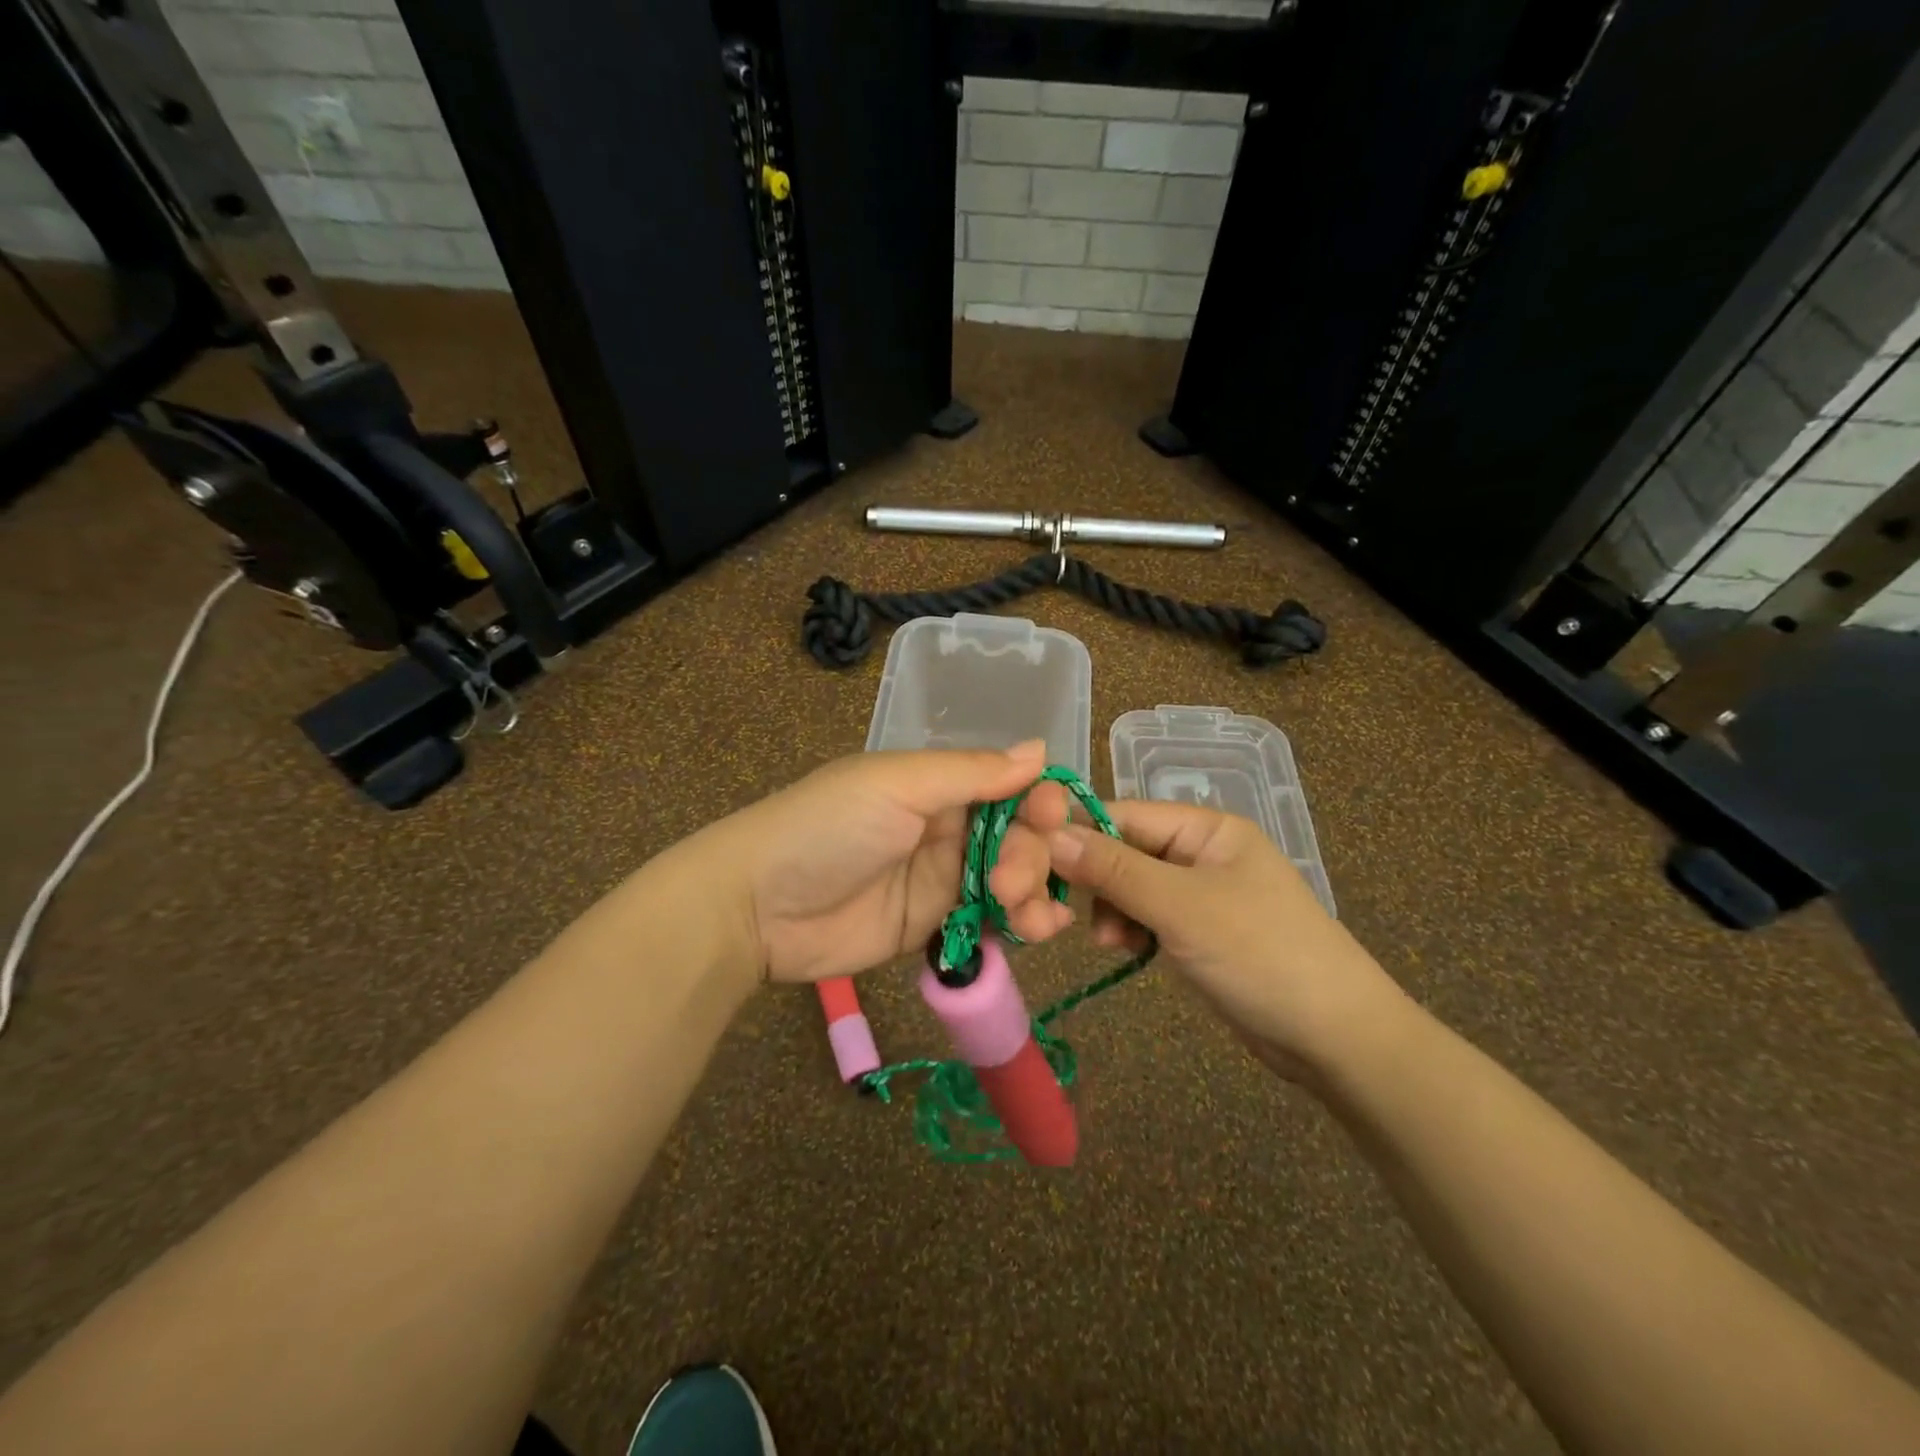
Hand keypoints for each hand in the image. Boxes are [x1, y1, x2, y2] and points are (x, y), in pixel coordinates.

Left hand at [684, 741, 1072, 984]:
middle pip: (1016, 836)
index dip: (1037, 800)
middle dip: (1030, 856)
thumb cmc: (828, 827)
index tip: (1051, 818)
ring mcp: (940, 879)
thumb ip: (971, 773)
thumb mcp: (897, 785)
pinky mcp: (933, 925)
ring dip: (1033, 892)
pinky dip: (1020, 922)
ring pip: (1010, 879)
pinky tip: (1038, 930)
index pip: (1008, 786)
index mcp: (937, 784)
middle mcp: (945, 827)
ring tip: (1030, 917)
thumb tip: (1040, 749)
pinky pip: (989, 919)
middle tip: (1010, 882)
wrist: (758, 906)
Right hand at [1040, 801, 1402, 1076]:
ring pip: (1128, 886)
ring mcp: (1199, 893)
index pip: (1122, 815)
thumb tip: (1048, 834)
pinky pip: (1145, 916)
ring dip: (1109, 909)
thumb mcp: (1182, 908)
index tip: (1028, 862)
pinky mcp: (1197, 931)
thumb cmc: (1262, 955)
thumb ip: (1114, 870)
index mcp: (1206, 828)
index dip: (1075, 835)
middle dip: (1092, 880)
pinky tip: (1126, 951)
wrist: (1336, 1039)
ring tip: (1110, 942)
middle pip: (1122, 850)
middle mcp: (1200, 851)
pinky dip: (1129, 930)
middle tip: (1061, 913)